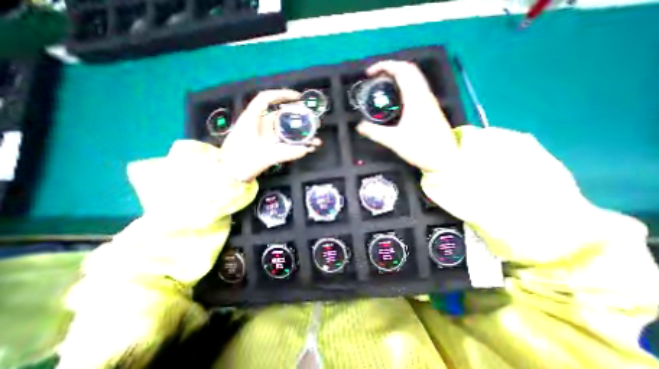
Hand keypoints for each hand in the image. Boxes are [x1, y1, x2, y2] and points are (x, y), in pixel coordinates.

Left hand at [219, 90, 321, 181]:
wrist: (229, 176)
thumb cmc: (241, 163)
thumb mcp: (264, 157)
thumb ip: (286, 153)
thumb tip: (305, 150)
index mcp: (251, 119)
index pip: (266, 99)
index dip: (282, 94)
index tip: (298, 98)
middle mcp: (258, 125)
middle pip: (278, 113)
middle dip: (295, 115)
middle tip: (311, 119)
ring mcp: (262, 135)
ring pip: (281, 128)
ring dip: (296, 131)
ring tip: (313, 138)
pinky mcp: (265, 145)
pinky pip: (281, 140)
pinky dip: (292, 142)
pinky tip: (304, 147)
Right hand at [356, 60, 459, 172]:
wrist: (444, 159)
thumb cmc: (421, 148)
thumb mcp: (394, 141)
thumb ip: (375, 132)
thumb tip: (359, 126)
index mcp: (416, 98)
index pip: (402, 70)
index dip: (384, 66)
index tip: (369, 73)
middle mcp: (424, 95)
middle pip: (409, 70)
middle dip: (390, 68)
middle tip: (374, 78)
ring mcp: (429, 101)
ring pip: (414, 79)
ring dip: (397, 76)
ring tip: (382, 86)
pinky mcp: (429, 109)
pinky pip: (416, 89)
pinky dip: (403, 86)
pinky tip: (394, 100)